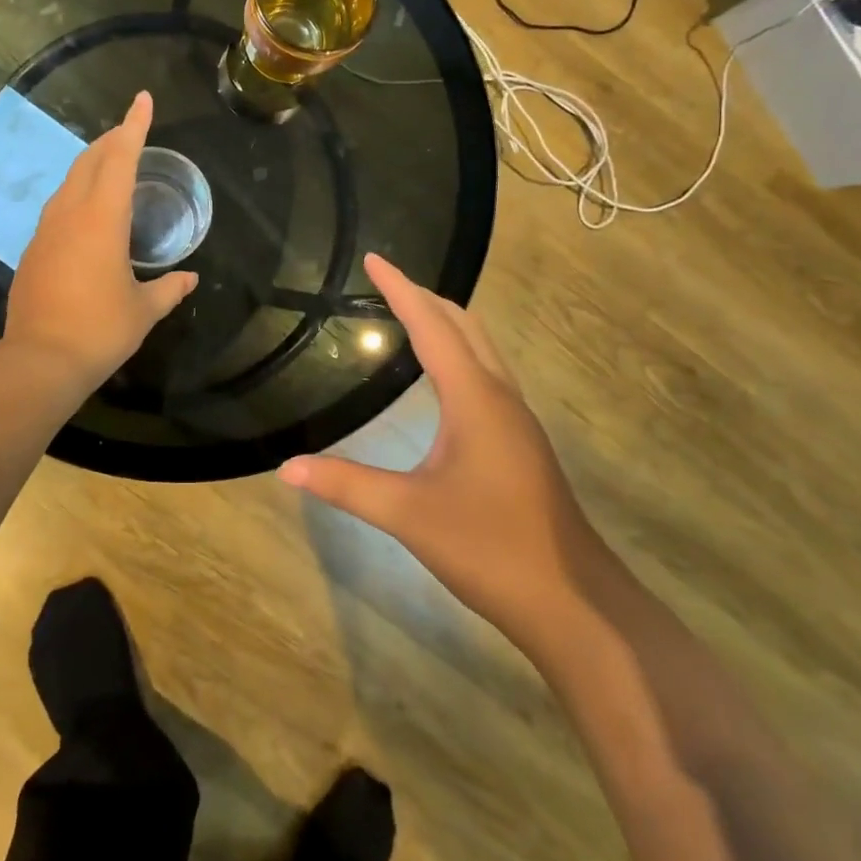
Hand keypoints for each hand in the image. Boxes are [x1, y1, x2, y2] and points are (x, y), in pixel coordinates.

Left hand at [5, 92, 197, 386]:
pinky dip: (77, 193)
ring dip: (91, 164)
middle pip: (90, 161)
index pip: (120, 158)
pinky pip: (58, 206)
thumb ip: (169, 289)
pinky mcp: (33, 250)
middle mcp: (70, 214)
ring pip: (69, 182)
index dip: (134, 126)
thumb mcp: (143, 310)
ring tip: (110, 163)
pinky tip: (86, 211)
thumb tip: (190, 279)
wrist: (40, 361)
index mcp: (102, 219)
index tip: (142, 99)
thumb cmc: (100, 330)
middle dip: (111, 140)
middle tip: (131, 131)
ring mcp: (46, 230)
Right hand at [279, 254, 602, 644]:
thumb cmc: (491, 548)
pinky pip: (486, 374)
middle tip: (385, 282)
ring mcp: (515, 419)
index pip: (431, 325)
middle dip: (425, 297)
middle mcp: (499, 396)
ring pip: (481, 349)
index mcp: (475, 398)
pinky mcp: (519, 442)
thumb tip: (287, 467)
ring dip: (446, 322)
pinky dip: (458, 352)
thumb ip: (347, 486)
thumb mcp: (409, 515)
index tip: (374, 258)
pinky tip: (441, 377)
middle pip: (464, 325)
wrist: (574, 602)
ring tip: (408, 314)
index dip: (400, 289)